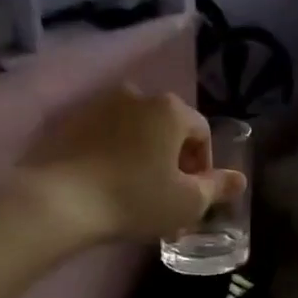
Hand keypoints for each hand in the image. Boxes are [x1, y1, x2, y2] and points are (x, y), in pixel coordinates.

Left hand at [18, 85, 245, 243]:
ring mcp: (98, 106)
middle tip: (167, 199)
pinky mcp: (67, 123)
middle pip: (167, 130)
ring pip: (134, 133)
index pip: (202, 134)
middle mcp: (137, 96)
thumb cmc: (135, 198)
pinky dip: (112, 156)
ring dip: (142, 158)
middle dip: (172, 162)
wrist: (58, 202)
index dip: (203, 168)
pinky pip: (103, 138)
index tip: (193, 197)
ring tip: (136, 195)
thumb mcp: (187, 201)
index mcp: (171, 109)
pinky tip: (107, 187)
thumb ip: (217, 187)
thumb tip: (240, 179)